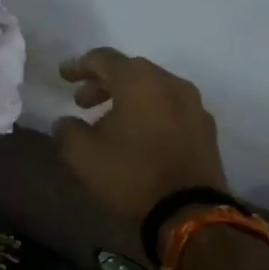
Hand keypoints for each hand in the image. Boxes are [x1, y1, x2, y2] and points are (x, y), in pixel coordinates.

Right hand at [52, 49, 228, 219]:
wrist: (189, 211)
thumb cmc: (131, 174)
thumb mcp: (82, 155)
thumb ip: (67, 131)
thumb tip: (65, 122)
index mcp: (138, 81)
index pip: (104, 59)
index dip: (80, 65)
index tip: (63, 76)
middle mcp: (170, 83)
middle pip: (131, 71)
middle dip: (103, 83)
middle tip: (82, 102)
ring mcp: (193, 105)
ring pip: (153, 89)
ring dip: (128, 98)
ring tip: (109, 121)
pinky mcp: (205, 128)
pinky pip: (170, 108)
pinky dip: (150, 113)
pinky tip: (138, 136)